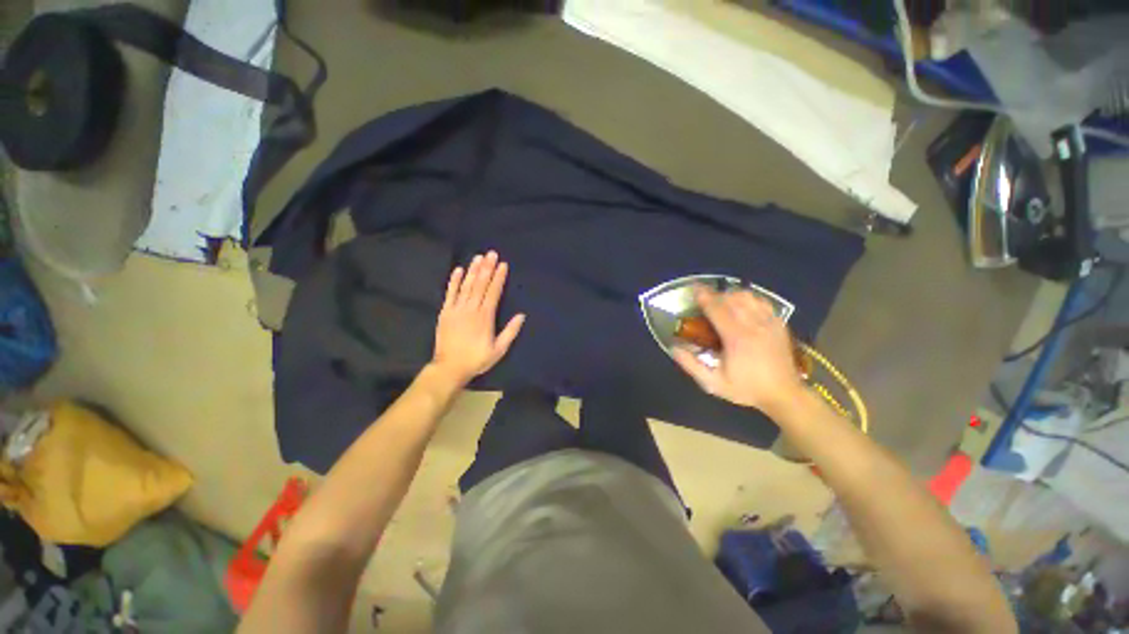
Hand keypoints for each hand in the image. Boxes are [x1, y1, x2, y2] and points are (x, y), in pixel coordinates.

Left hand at [431, 251, 525, 385]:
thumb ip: (510, 332)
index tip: (503, 265)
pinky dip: (454, 281)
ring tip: (478, 257)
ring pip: (466, 286)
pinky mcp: (445, 312)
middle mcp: (471, 309)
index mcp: (485, 317)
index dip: (499, 278)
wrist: (449, 368)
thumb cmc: (477, 359)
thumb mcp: (499, 350)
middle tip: (491, 253)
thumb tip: (521, 315)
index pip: (493, 292)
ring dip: (472, 270)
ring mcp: (456, 309)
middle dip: (487, 268)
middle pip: (480, 285)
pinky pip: (450, 293)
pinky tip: (458, 270)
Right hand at [671, 287, 804, 417]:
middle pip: (731, 298)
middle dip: (715, 294)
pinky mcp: (779, 323)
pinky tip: (741, 305)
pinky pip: (761, 301)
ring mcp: (769, 322)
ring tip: (721, 301)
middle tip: (703, 298)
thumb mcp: (713, 383)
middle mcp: (754, 325)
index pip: (717, 309)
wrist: (784, 394)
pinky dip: (748, 298)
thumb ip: (691, 365)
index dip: (703, 296)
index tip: (693, 288)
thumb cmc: (746, 388)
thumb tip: (673, 347)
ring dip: (731, 294)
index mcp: (736, 338)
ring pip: (747, 296)